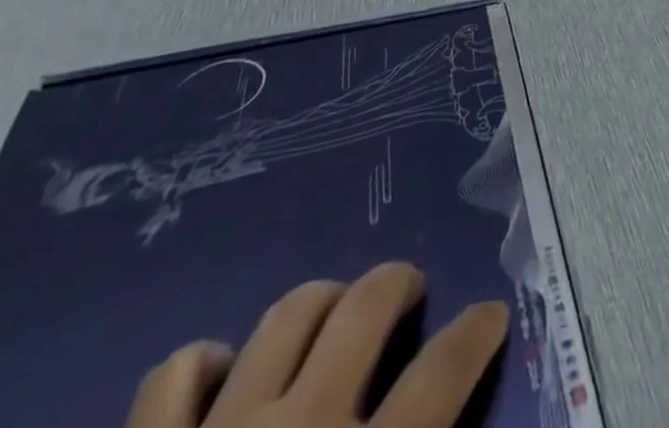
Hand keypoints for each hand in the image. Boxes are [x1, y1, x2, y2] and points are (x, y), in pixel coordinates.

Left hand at [124, 263, 508, 427]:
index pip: (442, 376)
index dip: (477, 333)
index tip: (491, 314)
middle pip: (367, 308)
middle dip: (400, 283)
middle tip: (408, 295)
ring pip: (289, 314)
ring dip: (322, 303)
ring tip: (331, 319)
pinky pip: (177, 373)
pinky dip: (206, 365)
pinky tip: (220, 385)